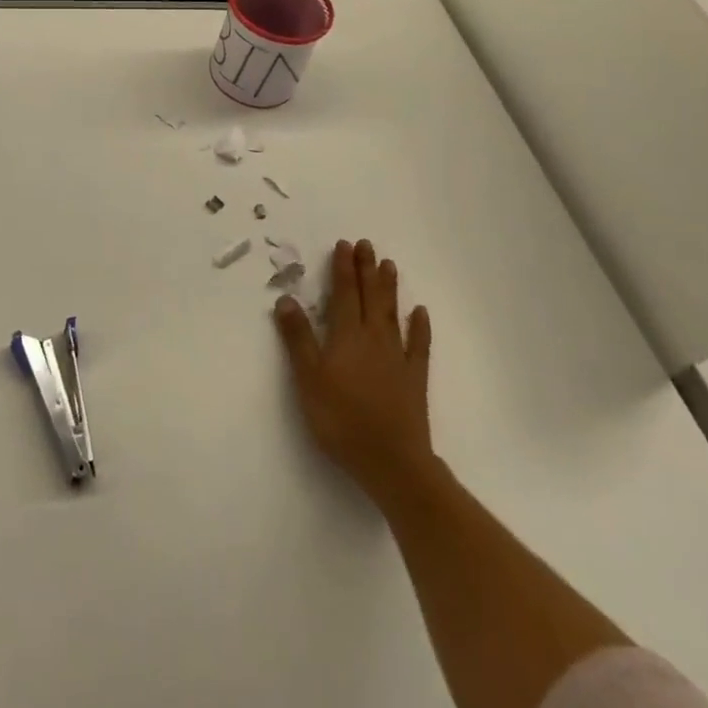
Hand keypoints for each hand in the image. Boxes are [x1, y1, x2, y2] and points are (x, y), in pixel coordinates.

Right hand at [274, 238, 436, 507]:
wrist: (392, 463)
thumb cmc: (342, 420)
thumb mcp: (308, 379)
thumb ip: (298, 338)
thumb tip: (287, 298)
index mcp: (347, 336)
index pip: (344, 294)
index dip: (343, 268)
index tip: (344, 245)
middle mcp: (374, 339)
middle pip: (370, 297)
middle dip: (366, 269)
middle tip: (366, 244)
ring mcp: (397, 358)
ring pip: (392, 314)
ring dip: (390, 288)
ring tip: (389, 265)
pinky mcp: (414, 379)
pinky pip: (418, 346)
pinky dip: (419, 327)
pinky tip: (420, 312)